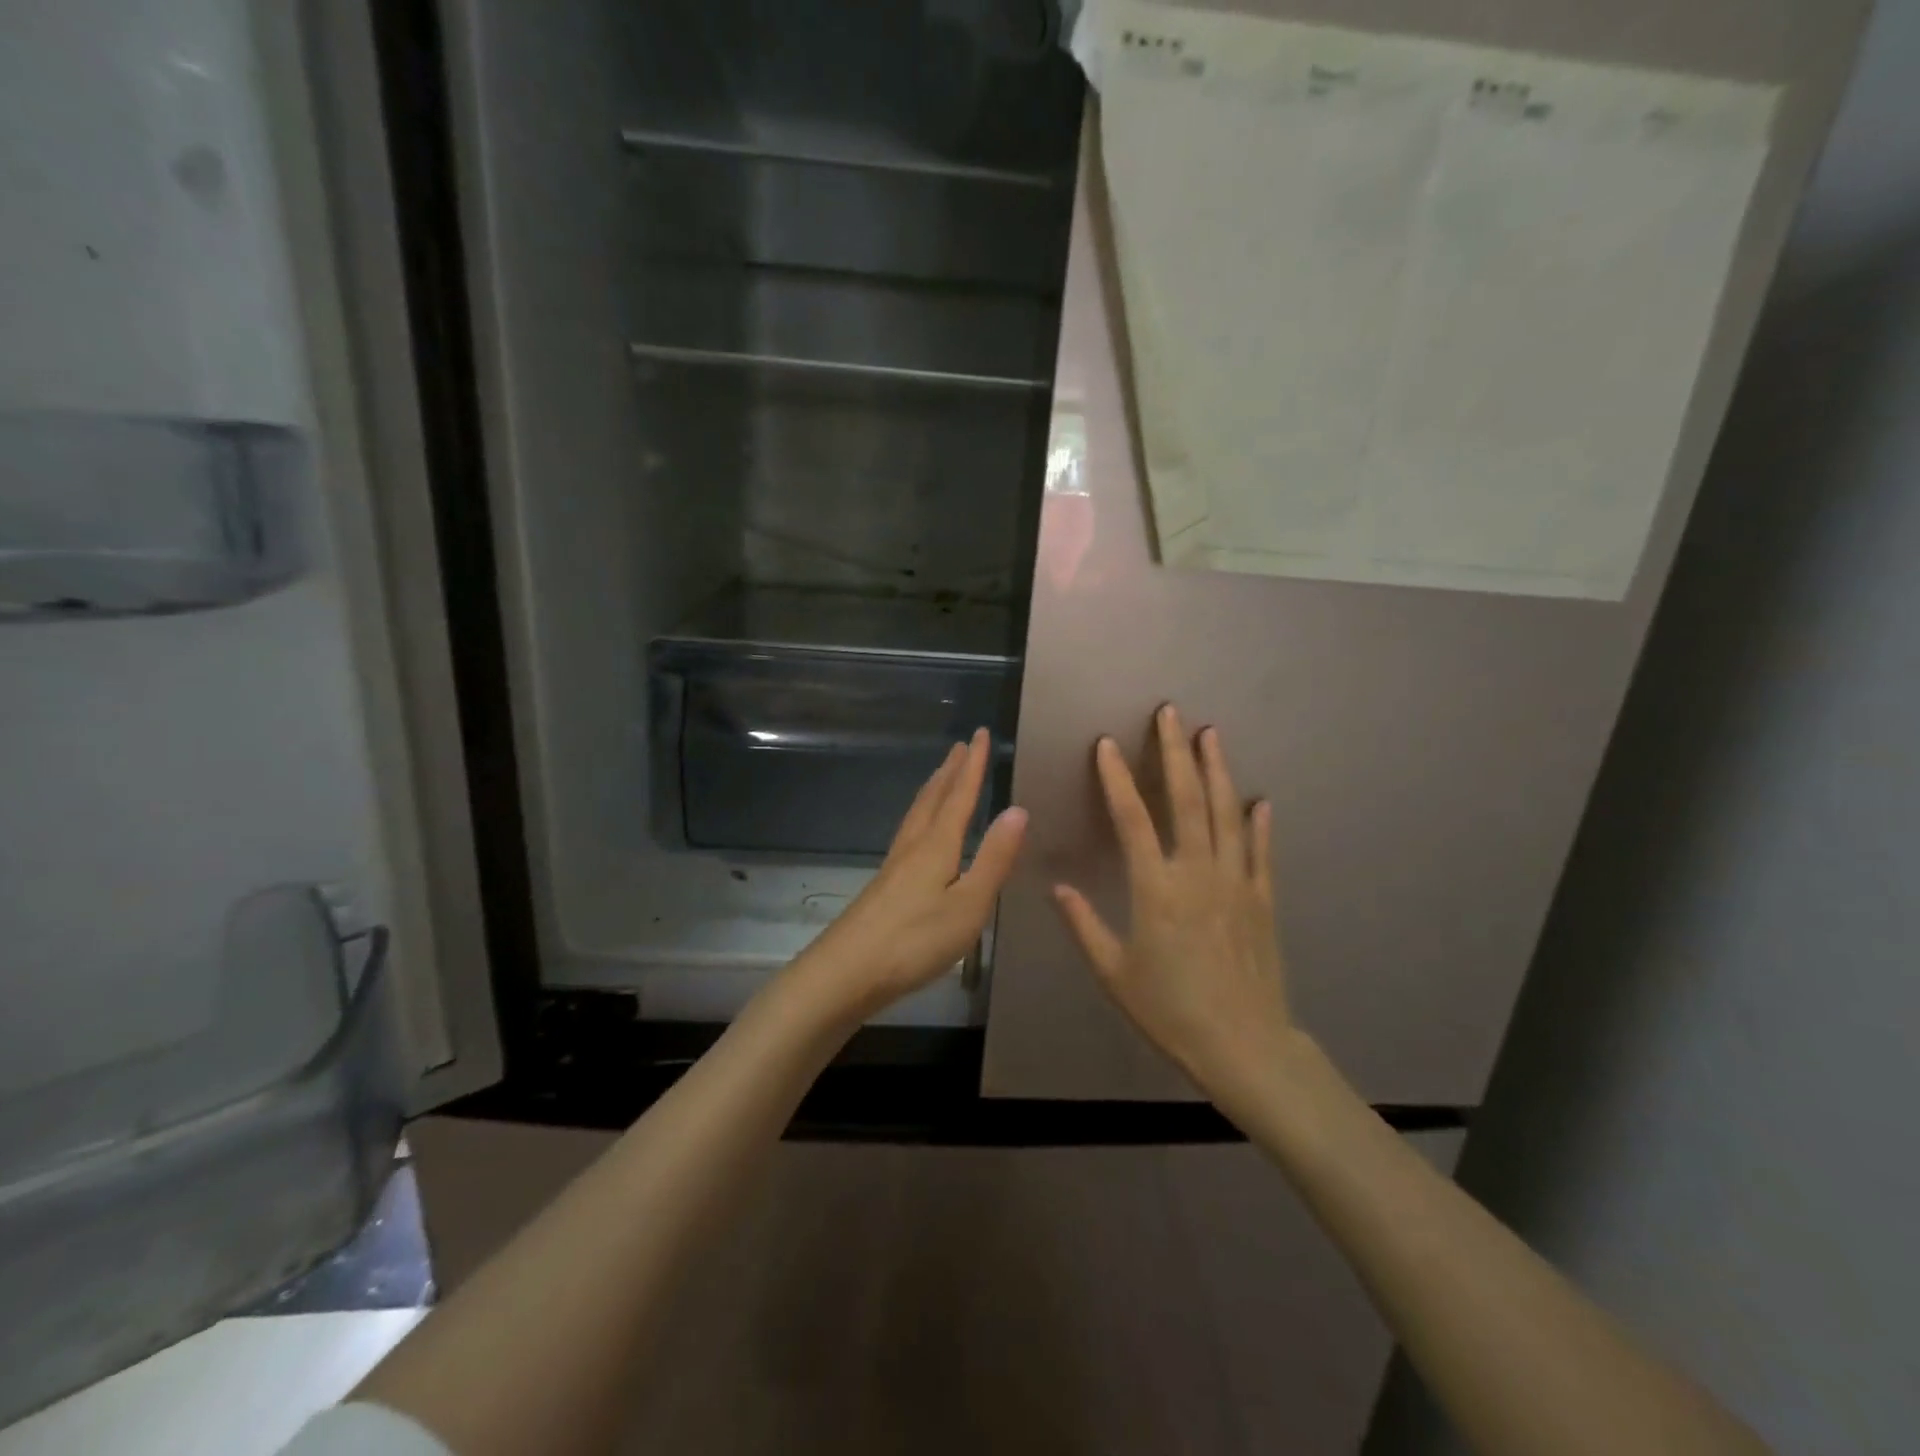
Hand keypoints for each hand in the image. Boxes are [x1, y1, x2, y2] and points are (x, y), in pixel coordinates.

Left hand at [791, 729, 1026, 1023]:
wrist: (847, 971)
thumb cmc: (916, 939)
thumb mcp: (969, 904)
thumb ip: (994, 858)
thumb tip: (1017, 809)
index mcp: (937, 845)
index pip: (960, 795)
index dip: (973, 765)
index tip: (980, 734)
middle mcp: (914, 845)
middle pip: (934, 798)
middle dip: (951, 771)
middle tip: (961, 746)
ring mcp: (894, 864)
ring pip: (917, 814)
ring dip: (933, 790)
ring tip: (942, 776)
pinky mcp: (884, 884)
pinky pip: (909, 832)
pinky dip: (921, 815)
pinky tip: (919, 832)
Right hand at [1052, 705, 1298, 1104]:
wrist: (1244, 1047)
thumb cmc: (1170, 1011)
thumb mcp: (1114, 974)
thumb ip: (1084, 925)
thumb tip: (1057, 886)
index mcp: (1156, 889)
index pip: (1132, 819)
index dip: (1117, 779)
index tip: (1107, 744)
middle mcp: (1198, 873)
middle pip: (1187, 800)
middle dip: (1175, 752)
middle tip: (1170, 713)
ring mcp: (1236, 882)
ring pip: (1227, 814)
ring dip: (1217, 770)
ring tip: (1210, 734)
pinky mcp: (1262, 899)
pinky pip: (1260, 851)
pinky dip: (1259, 823)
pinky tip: (1259, 800)